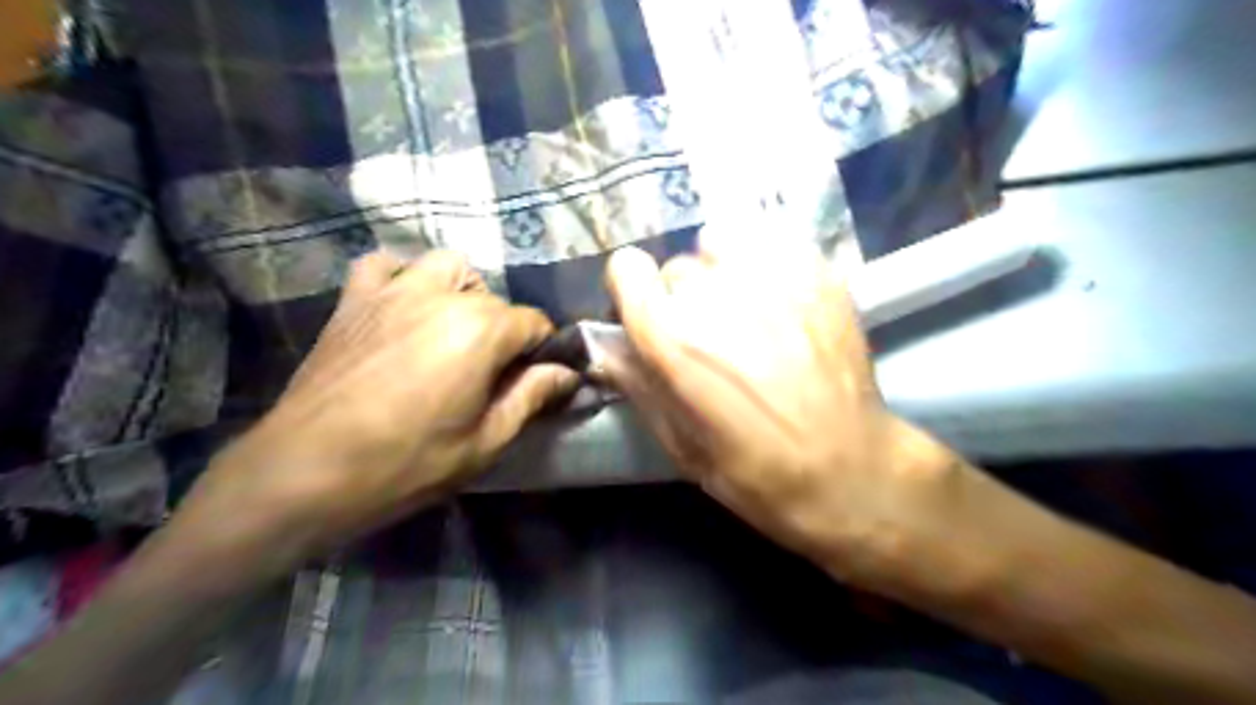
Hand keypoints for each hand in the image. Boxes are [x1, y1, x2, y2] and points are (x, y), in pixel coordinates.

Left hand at [167, 251, 575, 577]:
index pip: (534, 323)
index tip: (536, 379)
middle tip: (491, 373)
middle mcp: (442, 297)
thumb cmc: (406, 463)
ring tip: (454, 330)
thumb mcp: (486, 441)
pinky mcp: (354, 300)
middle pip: (495, 300)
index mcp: (481, 330)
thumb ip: (532, 397)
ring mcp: (393, 291)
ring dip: (462, 292)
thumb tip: (567, 373)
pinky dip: (401, 277)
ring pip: (448, 267)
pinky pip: (384, 266)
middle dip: (505, 331)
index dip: (543, 351)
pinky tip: (403, 307)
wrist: (305, 472)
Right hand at [604, 233, 958, 584]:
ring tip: (747, 310)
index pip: (626, 267)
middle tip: (712, 336)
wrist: (850, 469)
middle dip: (683, 299)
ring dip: (722, 272)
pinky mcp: (816, 270)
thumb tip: (605, 343)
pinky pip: (770, 242)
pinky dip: (765, 265)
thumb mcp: (679, 444)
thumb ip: (637, 382)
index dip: (633, 291)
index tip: (648, 314)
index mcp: (673, 340)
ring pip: (720, 243)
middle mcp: (716, 296)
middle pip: (676, 267)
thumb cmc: (755, 472)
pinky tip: (782, 303)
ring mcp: (771, 276)